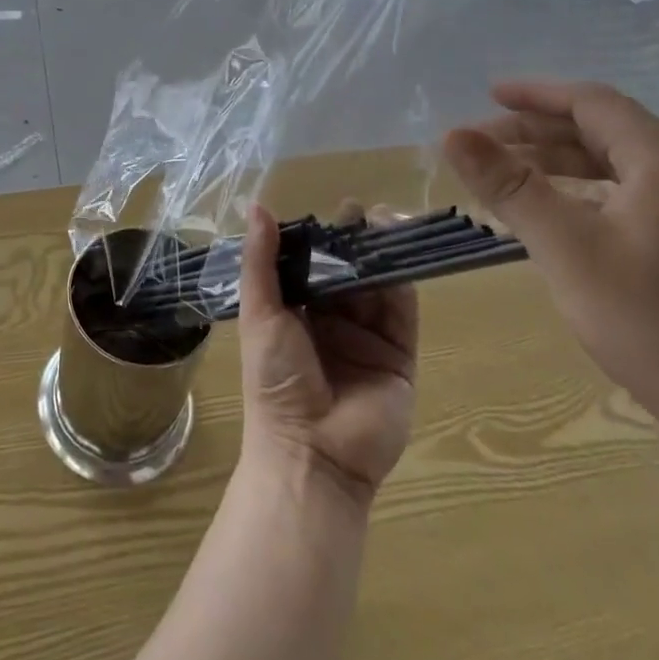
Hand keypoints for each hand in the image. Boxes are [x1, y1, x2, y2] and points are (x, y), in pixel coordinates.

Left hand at [235, 206, 417, 504]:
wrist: (312, 453)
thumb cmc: (274, 379)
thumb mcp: (260, 314)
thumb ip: (261, 261)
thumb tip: (256, 206)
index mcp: (295, 313)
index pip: (310, 265)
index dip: (319, 238)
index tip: (329, 210)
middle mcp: (332, 322)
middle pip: (347, 272)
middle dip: (353, 241)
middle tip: (362, 210)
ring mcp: (367, 338)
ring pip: (377, 286)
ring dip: (380, 255)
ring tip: (384, 221)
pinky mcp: (399, 356)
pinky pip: (402, 313)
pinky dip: (402, 282)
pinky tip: (400, 254)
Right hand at [441, 79, 658, 446]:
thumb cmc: (652, 324)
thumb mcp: (565, 248)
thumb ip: (508, 185)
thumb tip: (453, 134)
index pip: (594, 104)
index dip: (535, 94)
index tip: (486, 95)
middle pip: (607, 134)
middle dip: (539, 134)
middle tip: (482, 147)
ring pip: (621, 170)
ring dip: (560, 167)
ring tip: (508, 182)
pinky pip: (637, 201)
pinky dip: (587, 197)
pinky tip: (558, 221)